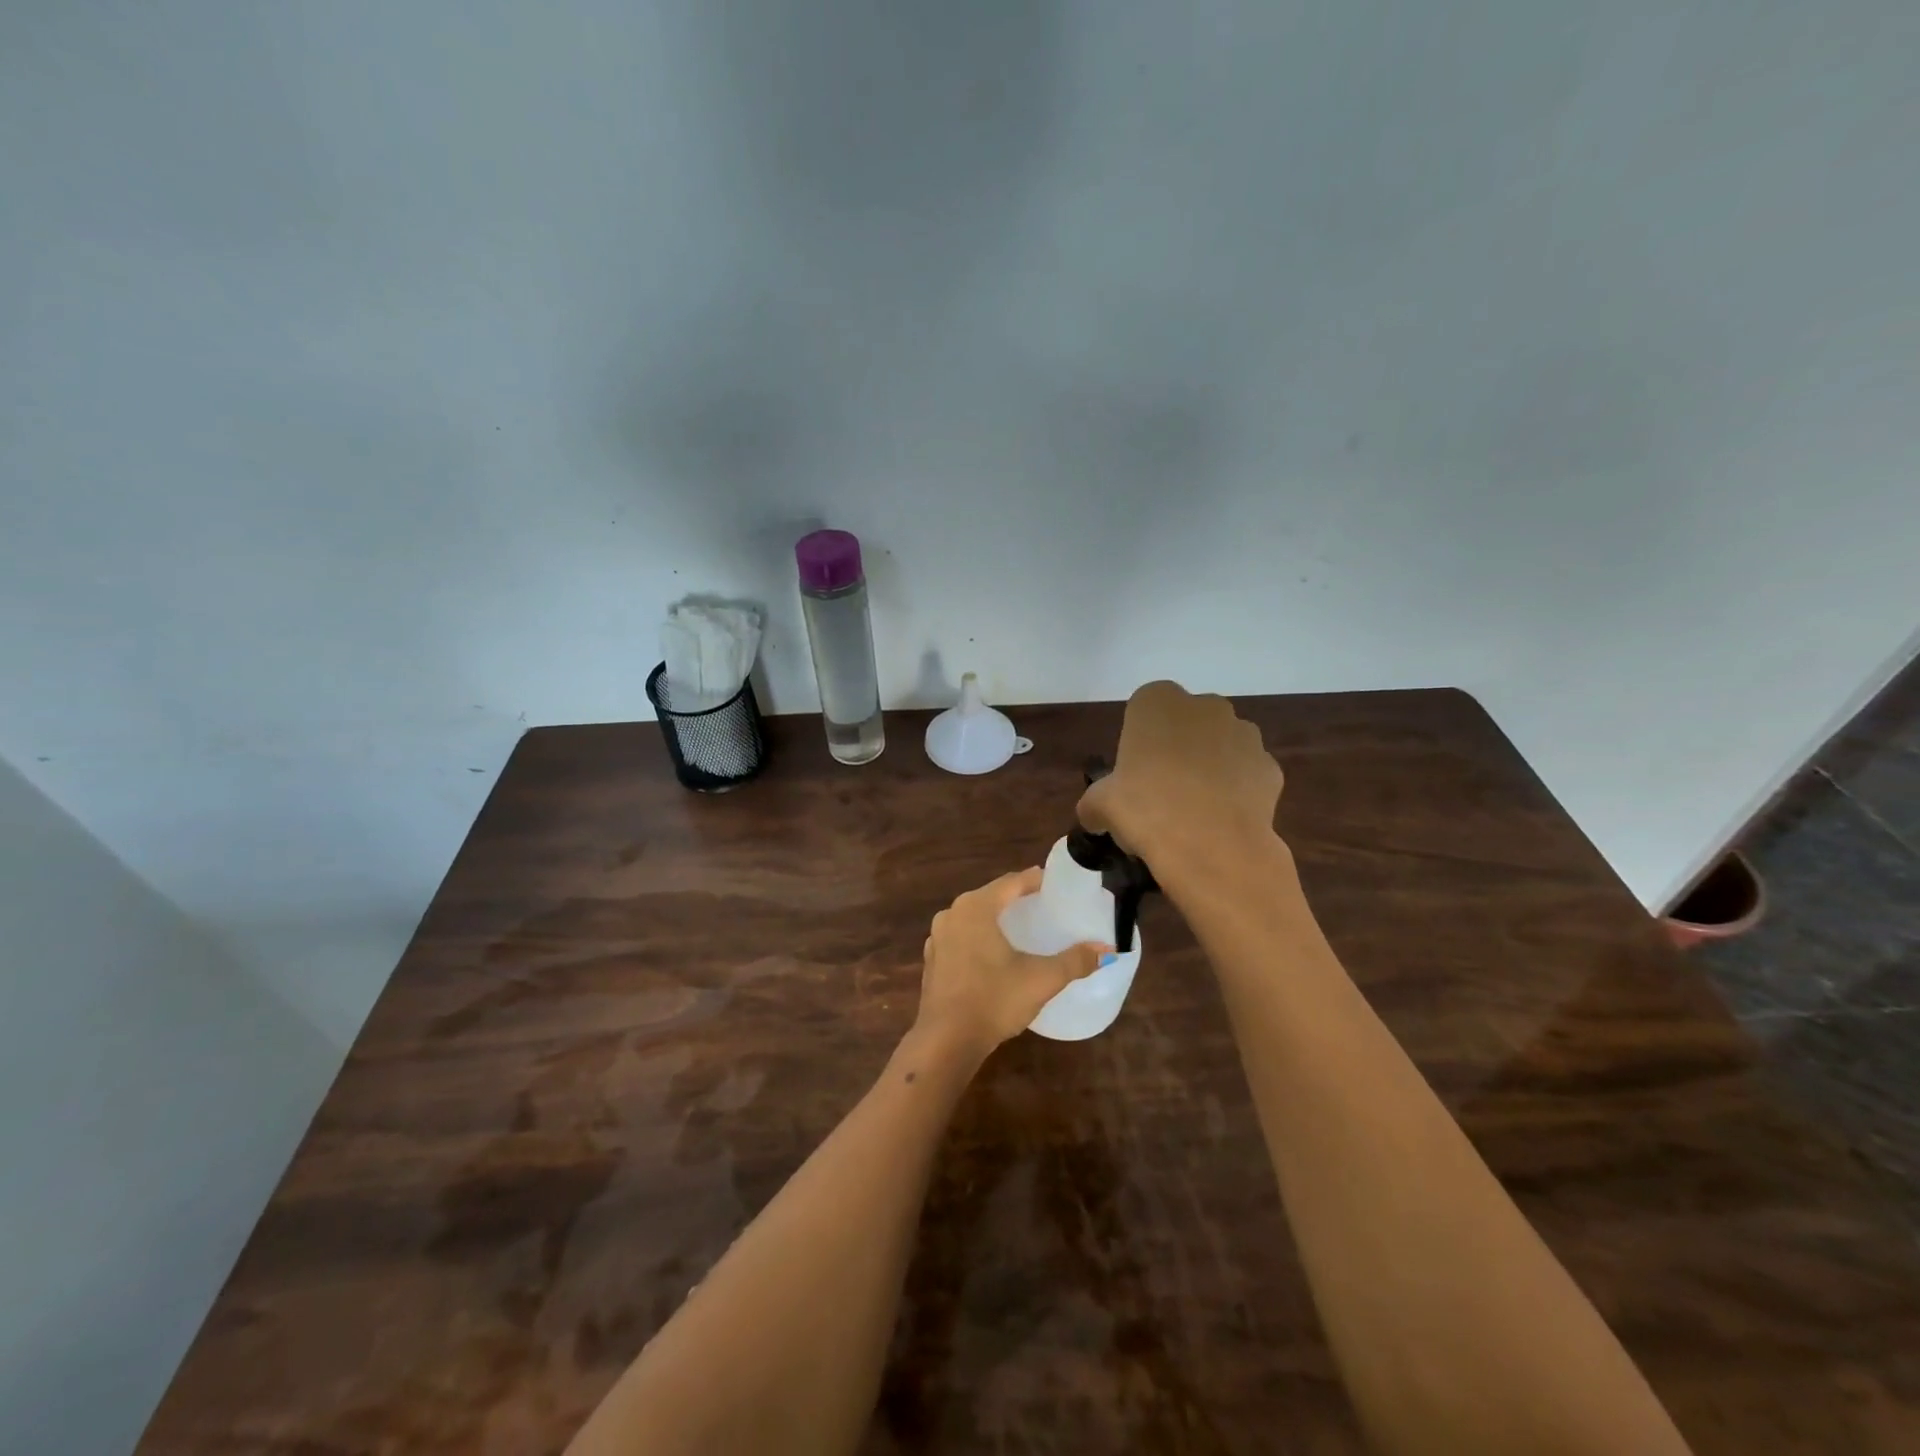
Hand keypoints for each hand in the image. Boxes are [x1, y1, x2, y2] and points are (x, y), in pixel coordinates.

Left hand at [913, 869, 1110, 1055]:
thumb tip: (1108, 949)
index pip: (1011, 882)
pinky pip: (962, 937)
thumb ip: (1075, 961)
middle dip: (1016, 898)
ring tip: (1022, 926)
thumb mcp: (1041, 979)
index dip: (1035, 879)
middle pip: (991, 896)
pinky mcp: (932, 960)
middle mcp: (952, 913)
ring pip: (973, 917)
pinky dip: (980, 937)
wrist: (946, 1041)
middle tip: (1043, 904)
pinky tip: (995, 953)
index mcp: (976, 907)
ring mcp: (938, 937)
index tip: (1056, 883)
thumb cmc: (994, 1000)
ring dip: (996, 918)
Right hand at [1078, 680, 1283, 876]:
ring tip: (1194, 809)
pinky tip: (1221, 820)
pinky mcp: (1270, 767)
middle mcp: (1205, 706)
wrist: (1212, 847)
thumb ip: (1094, 802)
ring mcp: (1244, 734)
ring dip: (1209, 766)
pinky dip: (1236, 791)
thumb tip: (1095, 814)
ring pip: (1220, 745)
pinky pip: (1246, 774)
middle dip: (1177, 747)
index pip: (1143, 708)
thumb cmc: (1146, 810)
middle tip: (1160, 790)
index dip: (1138, 741)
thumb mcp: (1099, 805)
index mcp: (1158, 702)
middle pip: (1186, 723)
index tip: (1132, 773)